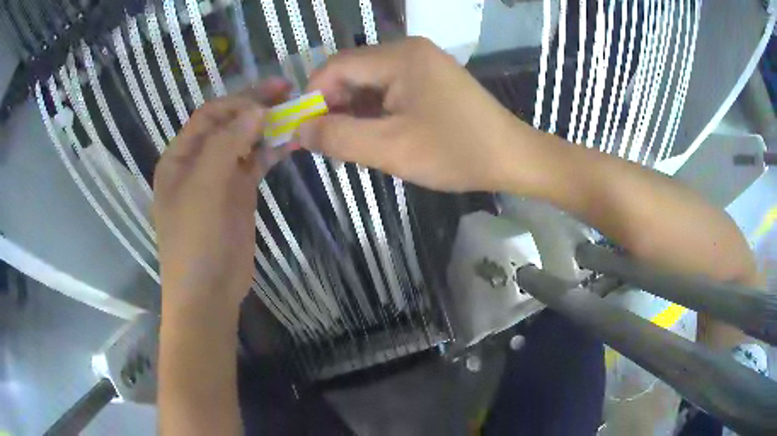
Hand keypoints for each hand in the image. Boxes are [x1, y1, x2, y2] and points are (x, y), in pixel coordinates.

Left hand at [153, 79, 290, 312]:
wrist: (208, 293)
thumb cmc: (195, 241)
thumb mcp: (204, 188)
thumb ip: (227, 144)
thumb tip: (257, 110)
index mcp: (179, 157)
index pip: (209, 116)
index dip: (238, 102)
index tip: (270, 97)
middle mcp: (198, 162)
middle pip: (228, 125)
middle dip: (255, 107)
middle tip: (288, 92)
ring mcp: (220, 178)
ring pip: (244, 143)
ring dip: (266, 128)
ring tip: (295, 114)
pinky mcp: (239, 194)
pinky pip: (255, 164)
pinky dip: (271, 151)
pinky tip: (290, 141)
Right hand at [298, 37, 523, 191]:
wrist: (513, 158)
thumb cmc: (456, 152)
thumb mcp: (390, 149)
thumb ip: (338, 137)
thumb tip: (299, 130)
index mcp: (399, 56)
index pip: (335, 67)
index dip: (313, 98)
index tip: (305, 133)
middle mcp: (408, 50)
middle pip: (351, 72)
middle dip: (334, 107)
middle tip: (329, 144)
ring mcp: (422, 62)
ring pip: (368, 82)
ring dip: (354, 111)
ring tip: (353, 144)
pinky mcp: (430, 78)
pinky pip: (389, 88)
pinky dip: (375, 110)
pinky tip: (377, 133)